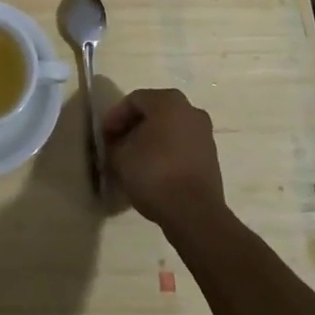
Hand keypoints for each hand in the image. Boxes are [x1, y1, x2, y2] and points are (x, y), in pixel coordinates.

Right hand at [101, 88, 225, 232]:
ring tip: (133, 162)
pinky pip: (181, 148)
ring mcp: (204, 134)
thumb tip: (116, 146)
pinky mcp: (211, 158)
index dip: (114, 118)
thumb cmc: (154, 172)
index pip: (133, 101)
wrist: (194, 213)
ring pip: (168, 131)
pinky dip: (165, 155)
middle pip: (153, 113)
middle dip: (132, 129)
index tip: (103, 137)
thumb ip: (113, 144)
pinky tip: (152, 173)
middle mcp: (190, 110)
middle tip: (116, 146)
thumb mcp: (119, 157)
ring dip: (149, 142)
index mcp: (168, 100)